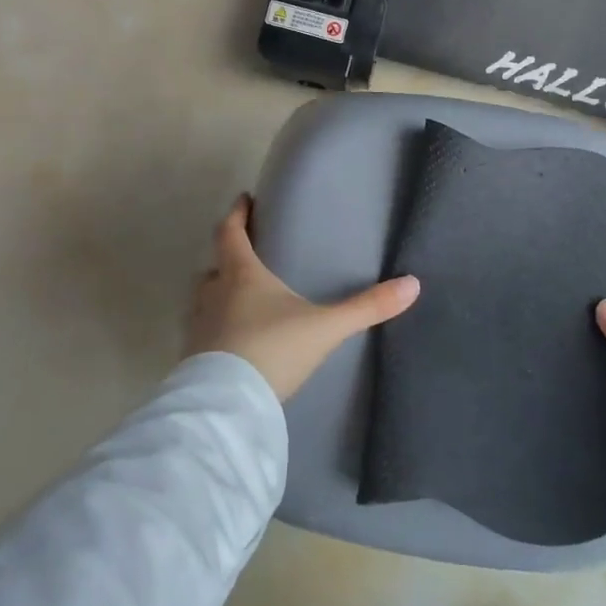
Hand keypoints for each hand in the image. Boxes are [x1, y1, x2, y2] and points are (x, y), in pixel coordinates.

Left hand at [187, 196, 420, 401]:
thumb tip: (412, 284)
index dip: (237, 214)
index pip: (230, 233)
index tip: (244, 199)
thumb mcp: (326, 328)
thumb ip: (367, 307)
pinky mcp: (193, 359)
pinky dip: (216, 329)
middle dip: (228, 258)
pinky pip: (203, 332)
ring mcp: (199, 328)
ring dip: (219, 294)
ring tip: (241, 299)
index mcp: (242, 276)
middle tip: (248, 255)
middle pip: (215, 266)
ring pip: (205, 300)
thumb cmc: (274, 350)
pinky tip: (234, 343)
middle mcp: (214, 295)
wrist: (228, 406)